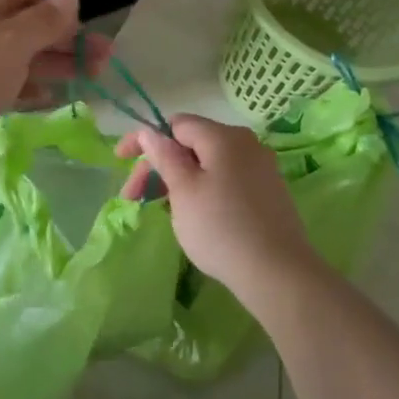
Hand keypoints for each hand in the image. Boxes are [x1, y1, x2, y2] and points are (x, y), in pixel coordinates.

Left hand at [0, 0, 111, 128]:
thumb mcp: (13, 42)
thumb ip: (46, 20)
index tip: (77, 23)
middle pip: (26, 17)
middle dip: (65, 36)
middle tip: (101, 60)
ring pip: (16, 49)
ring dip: (53, 60)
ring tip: (89, 78)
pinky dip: (25, 81)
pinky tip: (48, 97)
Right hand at [116, 115, 314, 298]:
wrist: (279, 274)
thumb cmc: (221, 227)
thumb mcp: (182, 189)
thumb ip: (163, 156)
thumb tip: (149, 132)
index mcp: (223, 137)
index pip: (174, 124)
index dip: (144, 140)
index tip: (120, 161)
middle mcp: (246, 144)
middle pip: (190, 144)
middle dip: (158, 166)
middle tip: (134, 197)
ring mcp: (261, 169)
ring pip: (207, 164)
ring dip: (178, 180)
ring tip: (161, 208)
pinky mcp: (269, 193)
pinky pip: (225, 179)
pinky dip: (202, 189)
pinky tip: (193, 214)